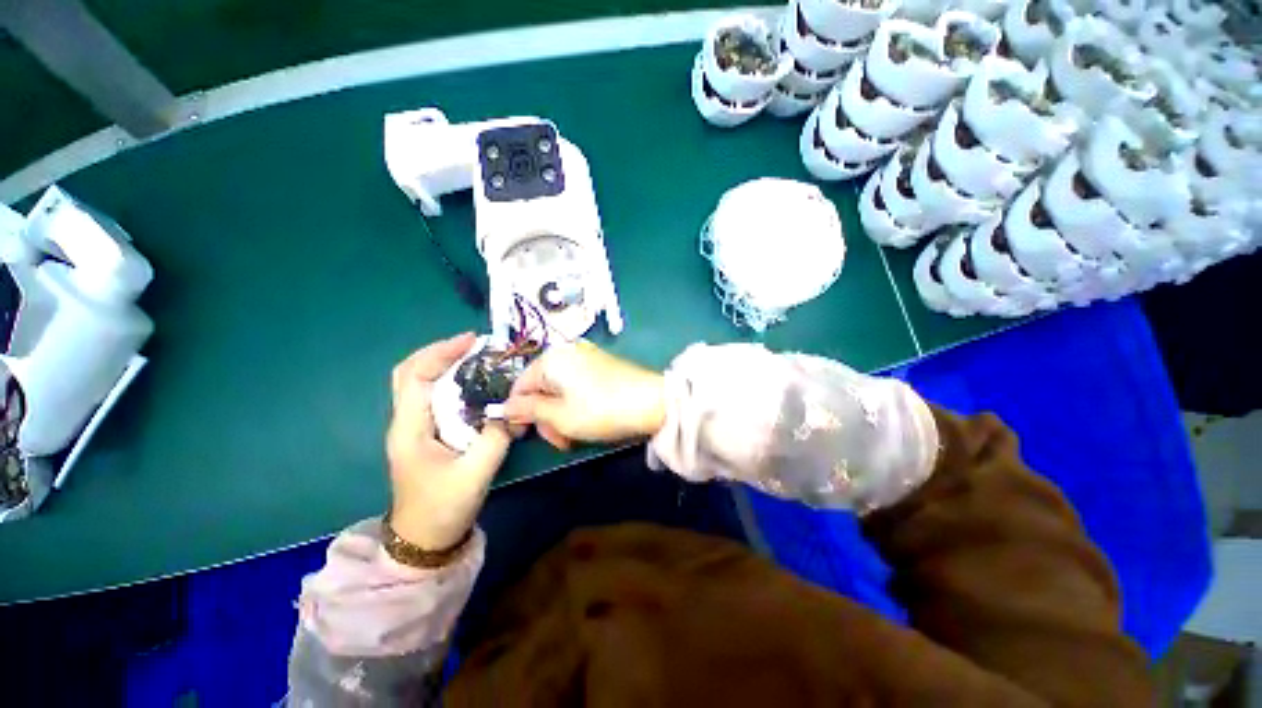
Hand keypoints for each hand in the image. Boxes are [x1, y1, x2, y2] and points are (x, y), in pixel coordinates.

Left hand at [386, 333, 512, 550]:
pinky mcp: (427, 434)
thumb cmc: (443, 508)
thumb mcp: (475, 473)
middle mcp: (406, 422)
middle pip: (412, 373)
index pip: (416, 377)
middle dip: (440, 353)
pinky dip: (453, 383)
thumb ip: (496, 437)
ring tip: (477, 358)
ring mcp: (415, 428)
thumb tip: (512, 409)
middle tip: (473, 345)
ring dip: (446, 365)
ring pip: (423, 384)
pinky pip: (436, 398)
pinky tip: (475, 385)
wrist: (424, 540)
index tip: (472, 340)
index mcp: (410, 428)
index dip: (441, 353)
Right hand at [502, 341, 665, 450]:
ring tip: (573, 436)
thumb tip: (506, 408)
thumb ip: (529, 410)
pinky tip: (586, 420)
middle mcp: (566, 352)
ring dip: (560, 414)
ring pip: (559, 389)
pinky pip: (576, 385)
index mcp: (551, 359)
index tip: (523, 436)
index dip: (517, 413)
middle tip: (559, 441)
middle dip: (545, 417)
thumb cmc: (601, 410)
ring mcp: (586, 356)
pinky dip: (575, 404)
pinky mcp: (601, 365)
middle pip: (540, 387)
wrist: (653, 402)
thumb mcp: (560, 416)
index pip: (519, 386)